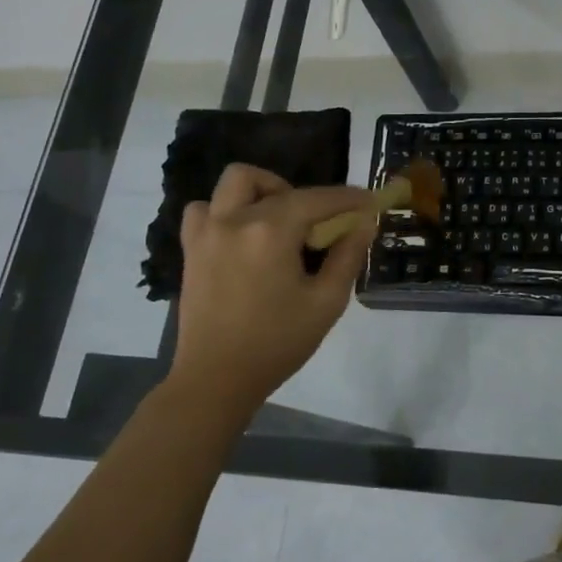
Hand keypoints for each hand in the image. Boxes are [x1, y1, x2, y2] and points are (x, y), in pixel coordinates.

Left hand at [170, 165, 376, 414]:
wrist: (216, 379)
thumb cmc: (277, 343)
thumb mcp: (326, 302)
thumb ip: (348, 256)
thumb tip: (364, 223)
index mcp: (270, 232)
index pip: (317, 199)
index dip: (347, 198)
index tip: (369, 201)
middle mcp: (235, 220)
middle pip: (271, 183)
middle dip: (303, 194)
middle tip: (317, 224)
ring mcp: (207, 232)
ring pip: (233, 184)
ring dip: (261, 192)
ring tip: (277, 223)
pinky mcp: (191, 249)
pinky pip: (204, 210)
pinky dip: (225, 211)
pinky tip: (242, 235)